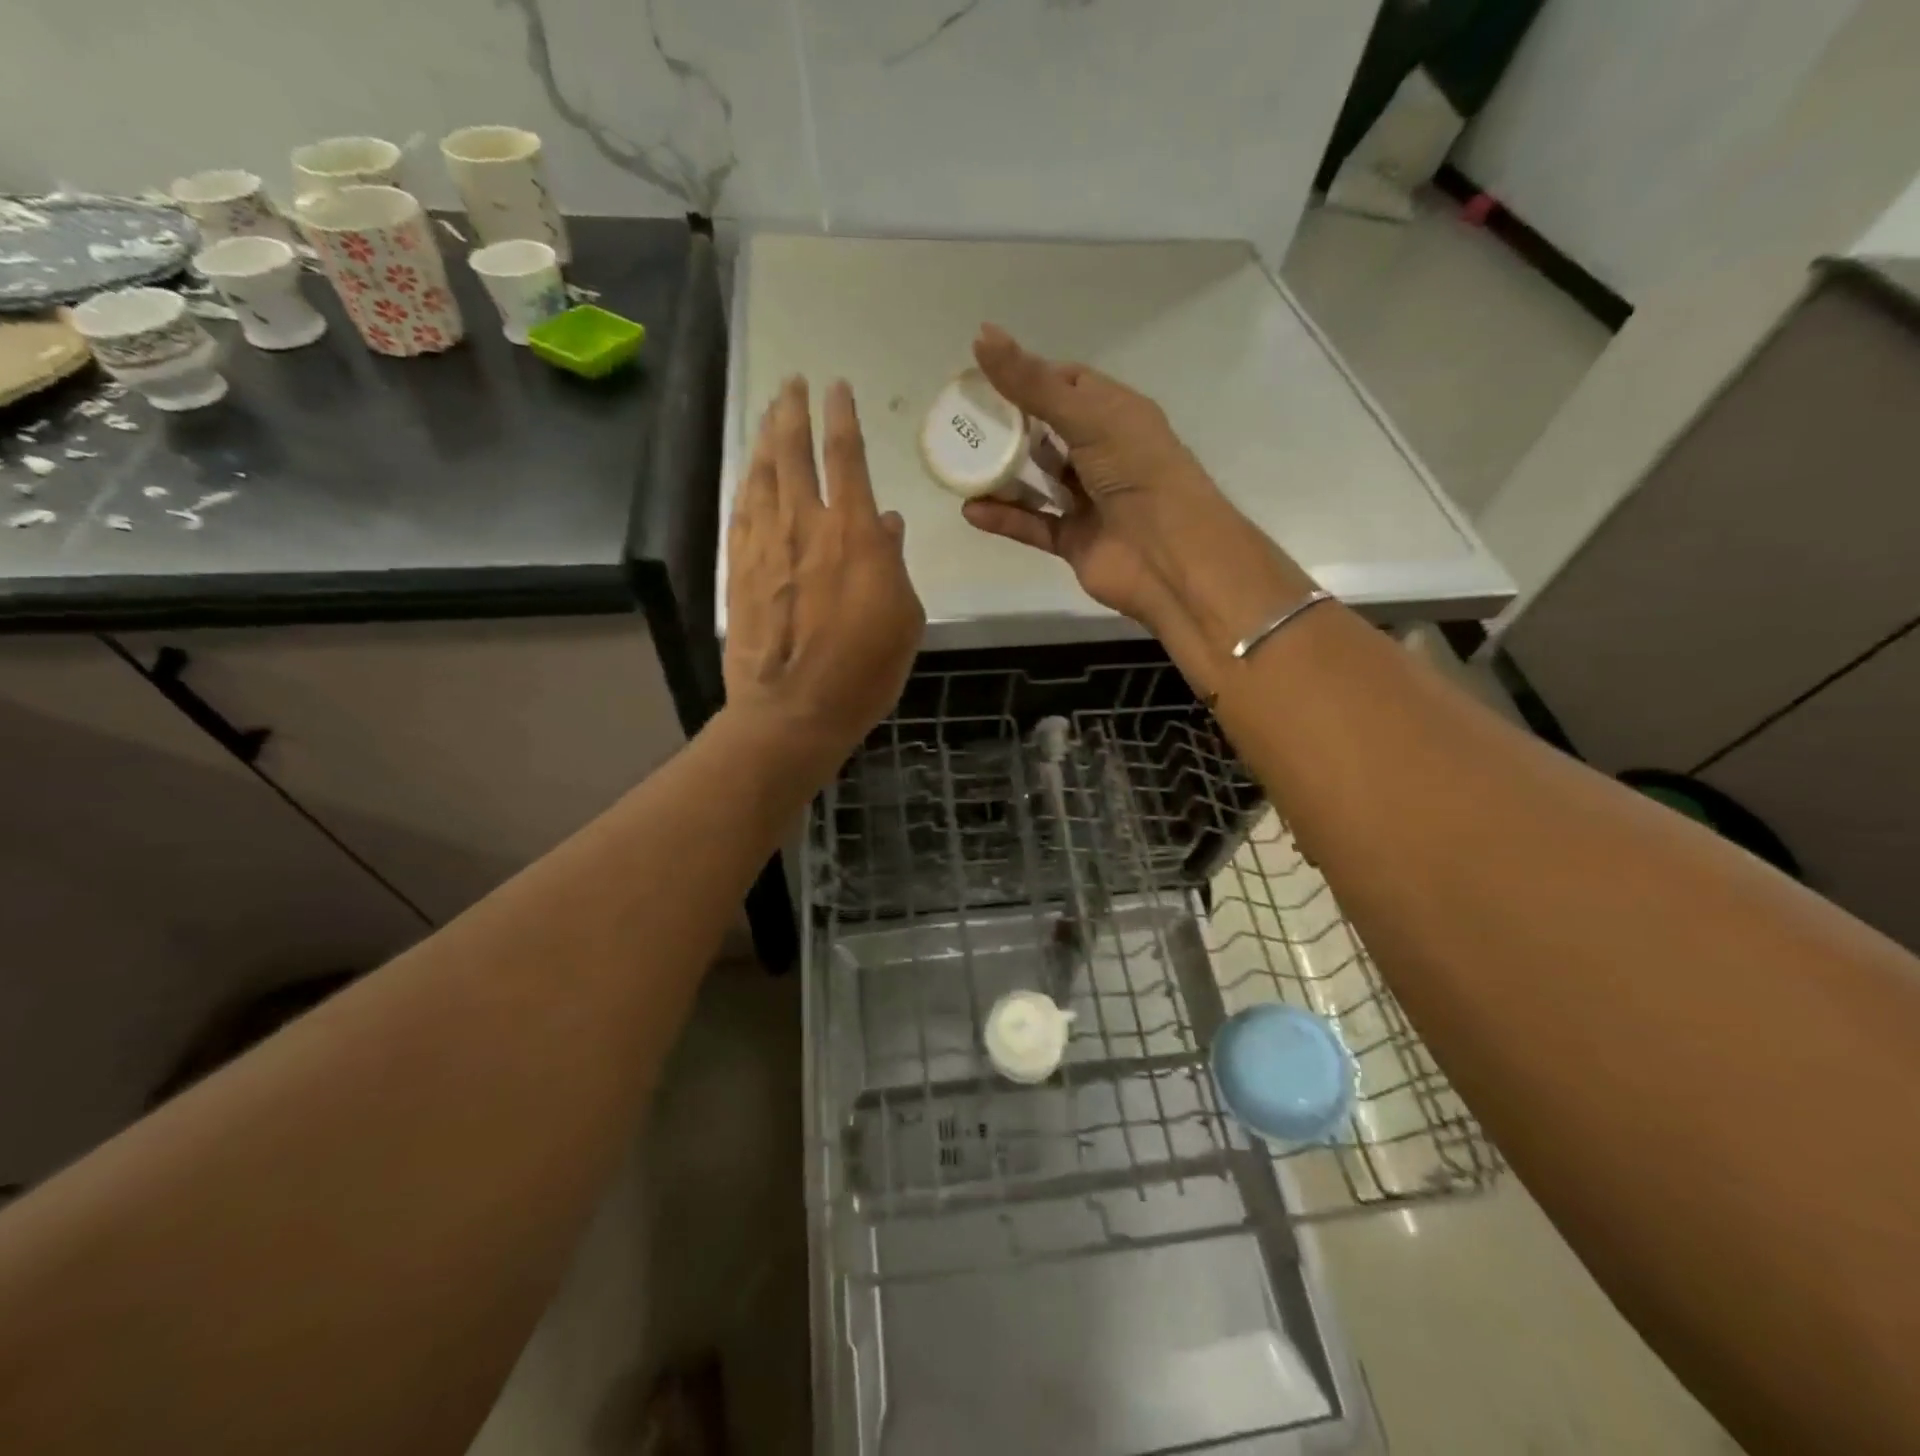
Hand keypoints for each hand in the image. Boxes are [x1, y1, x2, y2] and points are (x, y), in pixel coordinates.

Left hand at [725, 377, 923, 768]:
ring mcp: (765, 545)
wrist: (793, 710)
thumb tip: (889, 524)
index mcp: (855, 534)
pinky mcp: (738, 569)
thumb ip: (894, 564)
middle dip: (794, 410)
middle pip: (795, 452)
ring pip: (763, 475)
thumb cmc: (864, 670)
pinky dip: (748, 484)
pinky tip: (750, 474)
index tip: (837, 388)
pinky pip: (741, 512)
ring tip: (770, 412)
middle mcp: (805, 525)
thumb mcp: (903, 618)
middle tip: (792, 383)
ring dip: (767, 438)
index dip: (841, 416)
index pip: (846, 456)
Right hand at [960, 324, 1219, 628]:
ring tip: (958, 466)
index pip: (1069, 384)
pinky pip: (1034, 525)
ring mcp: (1088, 500)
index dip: (1030, 377)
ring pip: (1037, 483)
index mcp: (1116, 413)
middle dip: (1007, 428)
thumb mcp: (1085, 416)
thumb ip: (1032, 383)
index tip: (985, 378)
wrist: (1170, 555)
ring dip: (1001, 476)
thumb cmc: (1137, 472)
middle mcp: (1103, 454)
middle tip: (962, 423)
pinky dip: (1005, 518)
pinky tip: (971, 510)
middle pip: (1047, 434)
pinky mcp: (1075, 540)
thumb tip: (981, 334)